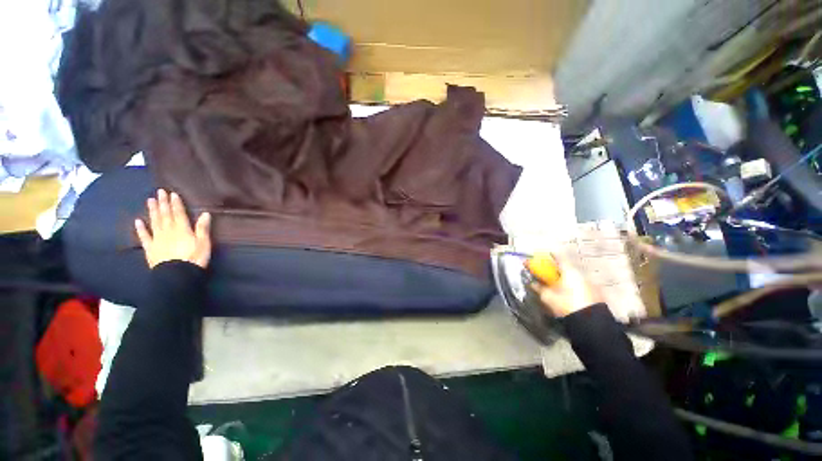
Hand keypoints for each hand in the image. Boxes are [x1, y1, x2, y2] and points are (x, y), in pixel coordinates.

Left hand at [134, 189, 211, 268]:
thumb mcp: (204, 243)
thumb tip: (205, 214)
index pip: (179, 213)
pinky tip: (138, 221)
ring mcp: (157, 239)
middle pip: (165, 215)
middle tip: (159, 192)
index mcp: (182, 229)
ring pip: (155, 222)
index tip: (172, 194)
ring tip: (150, 200)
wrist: (177, 274)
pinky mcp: (150, 248)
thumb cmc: (194, 258)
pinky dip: (141, 228)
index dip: (176, 203)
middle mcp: (168, 231)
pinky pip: (144, 237)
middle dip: (163, 203)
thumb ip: (203, 228)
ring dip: (152, 211)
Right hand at [530, 254, 602, 317]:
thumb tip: (532, 282)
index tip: (543, 256)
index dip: (550, 256)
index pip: (558, 258)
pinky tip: (567, 295)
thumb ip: (539, 288)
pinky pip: (580, 286)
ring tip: (556, 287)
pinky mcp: (596, 294)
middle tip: (547, 275)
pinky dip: (572, 287)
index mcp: (570, 271)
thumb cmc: (566, 305)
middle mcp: (581, 274)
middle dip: (556, 271)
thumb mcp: (548, 297)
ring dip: (564, 280)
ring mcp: (590, 284)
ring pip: (574, 278)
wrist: (591, 324)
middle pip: (566, 268)